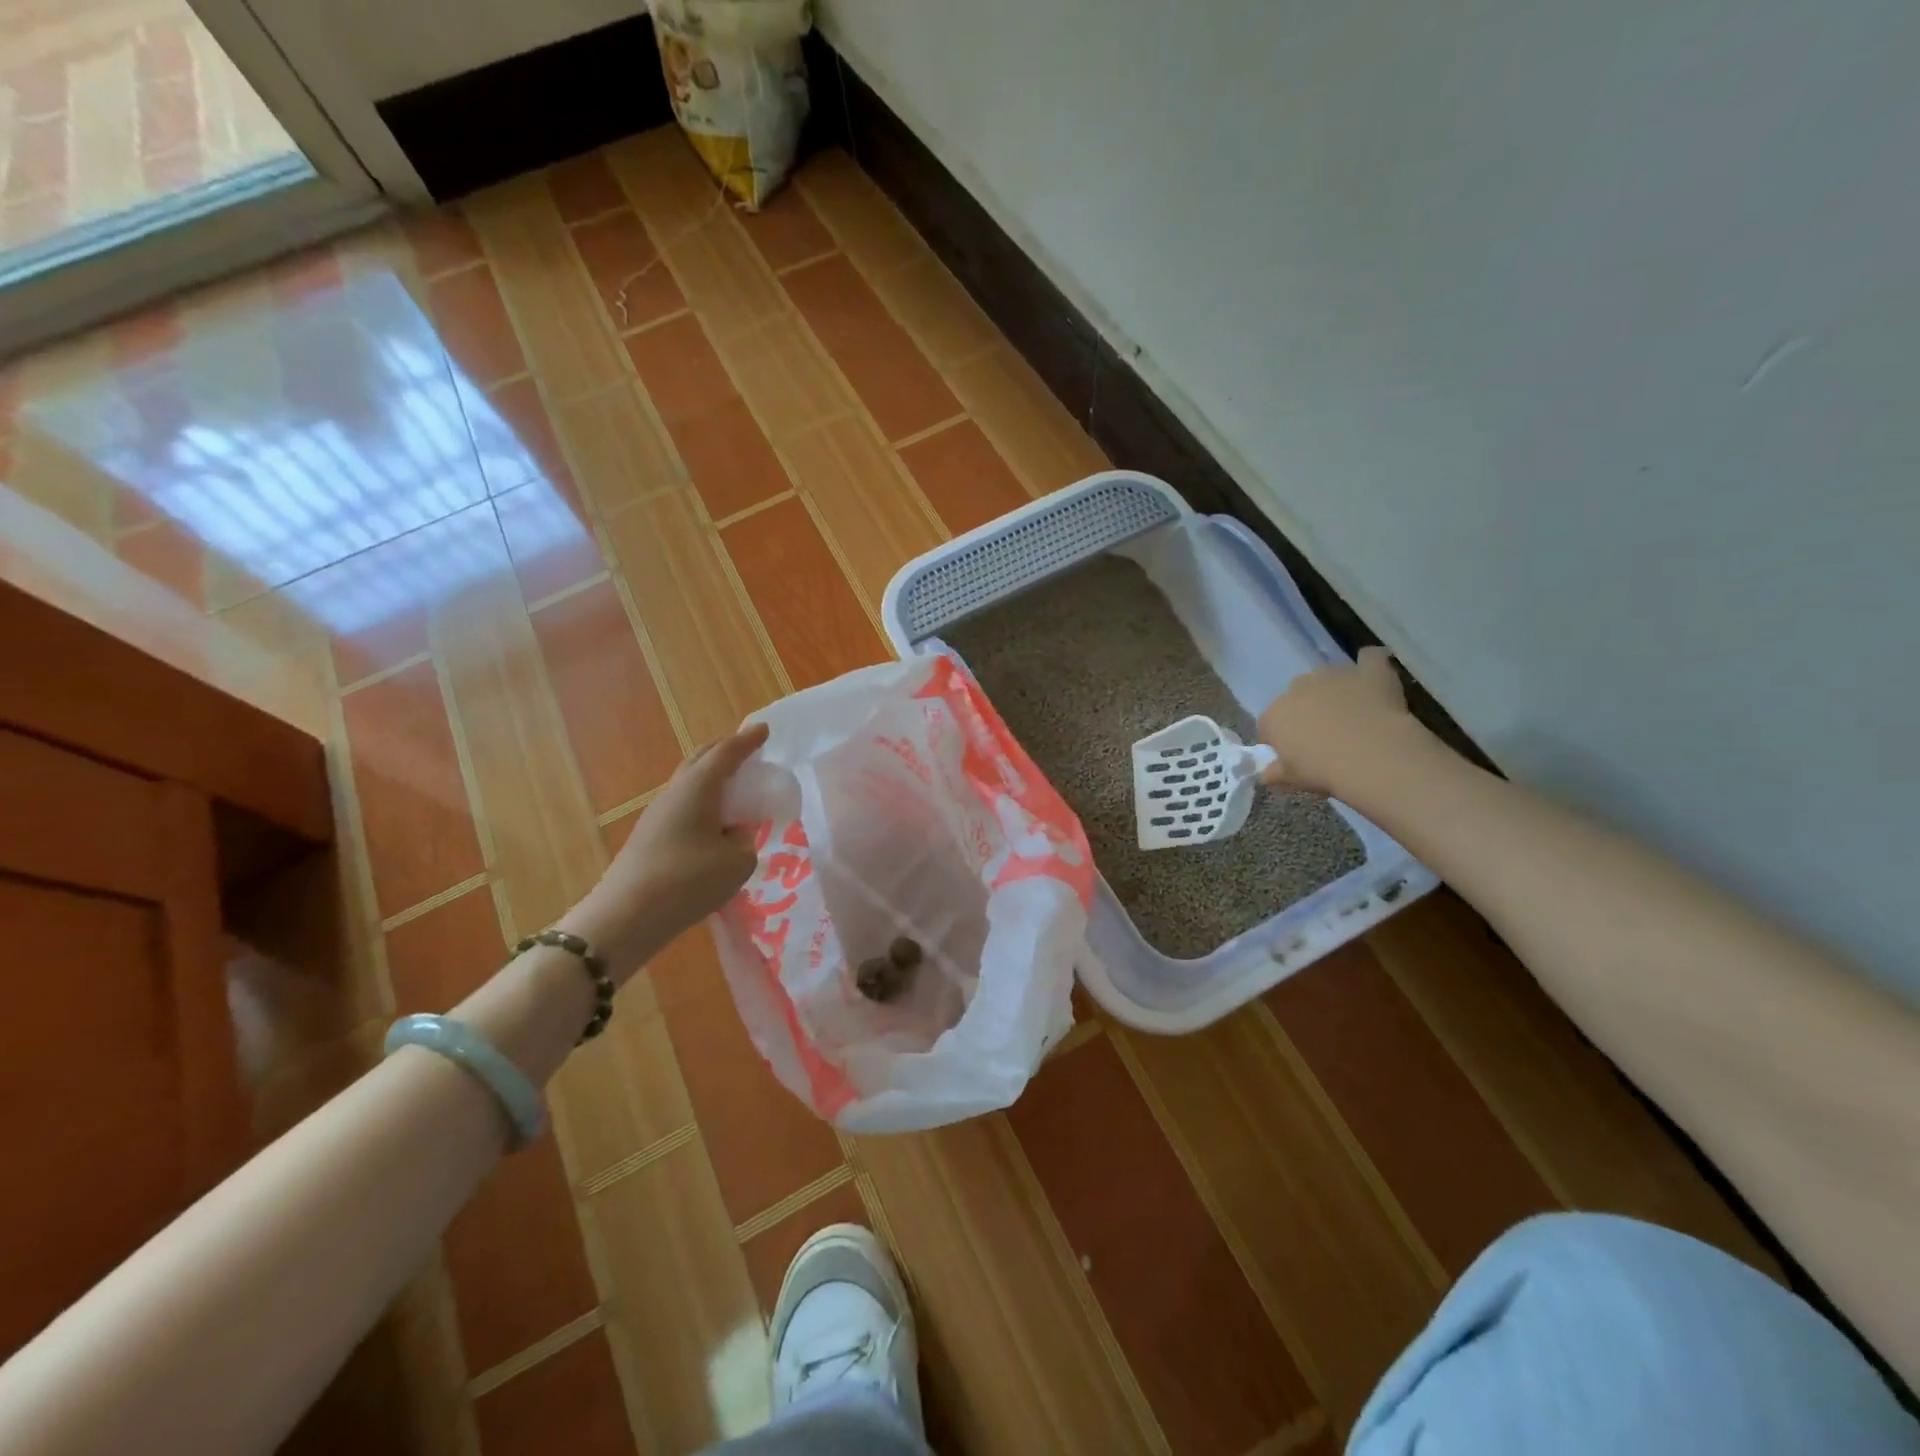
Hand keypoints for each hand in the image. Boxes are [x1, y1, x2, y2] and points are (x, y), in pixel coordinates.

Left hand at [563, 723, 768, 973]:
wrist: (626, 917)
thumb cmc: (688, 881)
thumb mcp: (737, 863)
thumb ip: (745, 842)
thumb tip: (733, 837)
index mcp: (698, 789)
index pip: (726, 753)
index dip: (747, 741)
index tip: (764, 730)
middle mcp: (675, 793)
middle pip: (701, 760)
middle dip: (725, 751)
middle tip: (748, 752)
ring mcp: (657, 815)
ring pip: (690, 784)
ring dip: (713, 779)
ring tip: (734, 789)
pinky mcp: (649, 837)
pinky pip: (683, 807)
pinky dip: (703, 804)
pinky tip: (714, 825)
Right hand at [1257, 646, 1416, 795]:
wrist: (1371, 756)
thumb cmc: (1324, 771)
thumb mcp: (1294, 779)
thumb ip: (1276, 773)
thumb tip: (1265, 775)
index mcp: (1274, 715)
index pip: (1269, 725)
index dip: (1281, 739)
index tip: (1295, 755)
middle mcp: (1298, 688)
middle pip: (1298, 697)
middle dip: (1308, 711)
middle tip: (1326, 736)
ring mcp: (1333, 675)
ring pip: (1330, 679)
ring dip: (1336, 691)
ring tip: (1354, 714)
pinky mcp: (1367, 671)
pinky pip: (1369, 659)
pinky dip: (1370, 664)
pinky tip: (1374, 676)